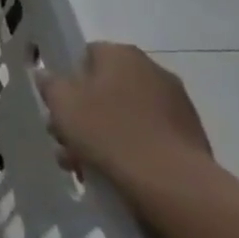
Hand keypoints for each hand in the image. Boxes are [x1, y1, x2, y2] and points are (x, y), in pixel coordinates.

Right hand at [39, 42, 212, 203]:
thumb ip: (51, 84)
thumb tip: (47, 75)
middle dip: (84, 113)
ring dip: (104, 135)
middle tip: (67, 141)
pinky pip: (149, 136)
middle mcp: (153, 70)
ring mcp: (177, 104)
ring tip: (85, 166)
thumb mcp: (63, 104)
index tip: (61, 107)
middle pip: (106, 88)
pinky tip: (115, 174)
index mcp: (122, 55)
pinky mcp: (191, 136)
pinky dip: (131, 149)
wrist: (173, 183)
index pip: (87, 55)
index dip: (69, 81)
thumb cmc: (109, 132)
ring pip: (126, 115)